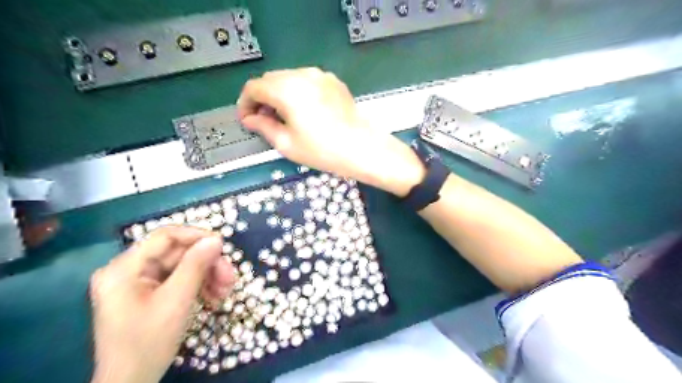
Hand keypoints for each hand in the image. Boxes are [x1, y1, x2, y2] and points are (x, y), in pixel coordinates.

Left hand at [88, 228, 236, 382]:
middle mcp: (128, 270)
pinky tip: (214, 297)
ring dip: (207, 275)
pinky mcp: (149, 293)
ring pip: (182, 266)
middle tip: (230, 278)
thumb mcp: (176, 301)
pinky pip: (179, 279)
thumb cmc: (148, 342)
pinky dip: (198, 285)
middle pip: (177, 253)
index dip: (196, 236)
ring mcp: (138, 282)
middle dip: (207, 264)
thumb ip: (195, 266)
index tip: (223, 247)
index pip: (165, 237)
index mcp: (123, 268)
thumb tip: (216, 240)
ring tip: (225, 291)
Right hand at [237, 66, 423, 195]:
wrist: (362, 148)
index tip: (246, 120)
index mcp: (286, 89)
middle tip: (262, 121)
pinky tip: (303, 111)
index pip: (254, 88)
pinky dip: (297, 92)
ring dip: (279, 94)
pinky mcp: (333, 82)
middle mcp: (302, 75)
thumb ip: (263, 126)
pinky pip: (306, 81)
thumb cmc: (323, 150)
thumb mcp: (287, 143)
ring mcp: (320, 76)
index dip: (245, 103)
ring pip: (288, 78)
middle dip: (261, 98)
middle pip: (270, 80)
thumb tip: (250, 119)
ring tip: (282, 117)